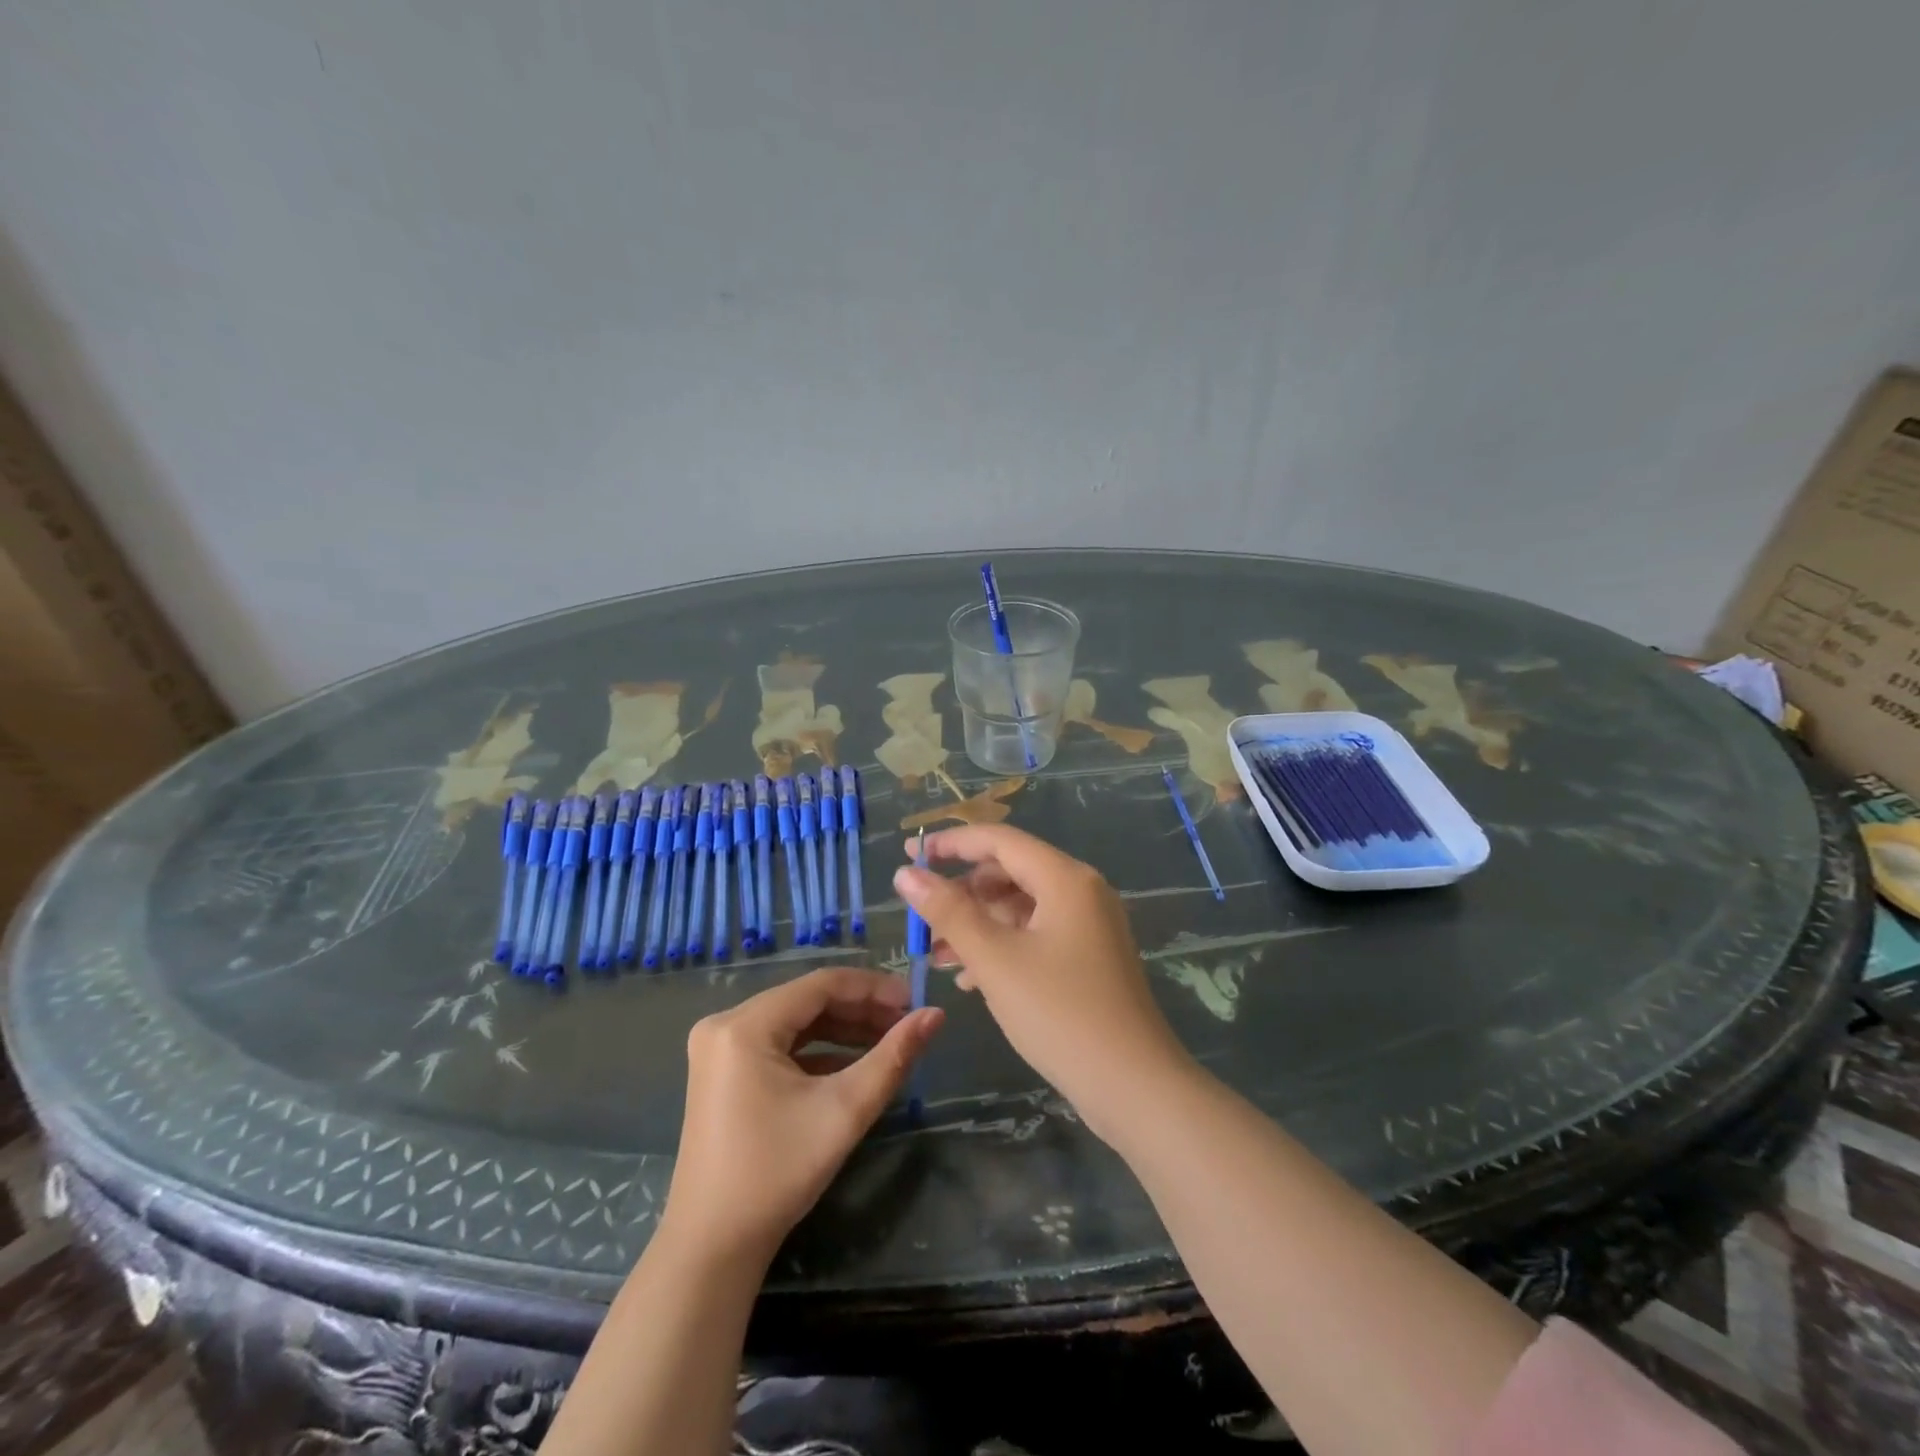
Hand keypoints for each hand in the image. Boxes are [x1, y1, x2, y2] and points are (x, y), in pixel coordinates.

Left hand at [662, 968, 942, 1262]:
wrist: (712, 1247)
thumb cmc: (777, 1174)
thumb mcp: (844, 1110)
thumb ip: (893, 1057)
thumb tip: (935, 1015)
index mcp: (744, 1025)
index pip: (820, 984)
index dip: (872, 988)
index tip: (914, 1001)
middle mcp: (725, 1024)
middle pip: (807, 1000)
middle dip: (860, 1009)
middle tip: (905, 1023)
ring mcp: (719, 1048)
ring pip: (794, 1021)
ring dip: (841, 1028)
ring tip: (888, 1040)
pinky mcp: (722, 1071)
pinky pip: (778, 1043)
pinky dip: (817, 1049)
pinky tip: (853, 1063)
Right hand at [893, 825, 1192, 1143]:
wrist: (1134, 1086)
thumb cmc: (1059, 1013)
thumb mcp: (995, 959)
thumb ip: (948, 912)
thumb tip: (906, 874)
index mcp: (1065, 878)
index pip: (999, 840)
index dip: (951, 843)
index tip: (910, 855)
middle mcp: (1082, 891)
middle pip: (1010, 872)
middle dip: (962, 892)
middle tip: (921, 918)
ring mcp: (1090, 925)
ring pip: (1021, 907)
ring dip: (978, 925)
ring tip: (938, 956)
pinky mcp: (1090, 957)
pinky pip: (1037, 935)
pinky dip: (1002, 947)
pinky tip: (972, 980)